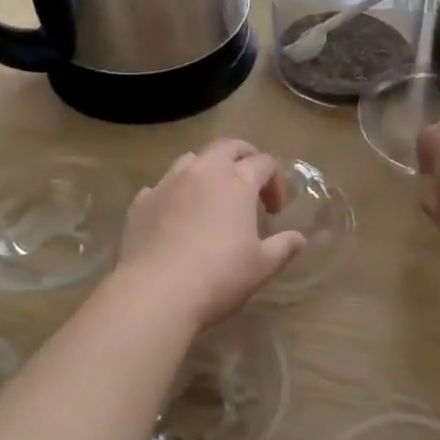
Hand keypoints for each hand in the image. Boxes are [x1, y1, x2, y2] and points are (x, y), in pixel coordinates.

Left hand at [114, 141, 303, 329]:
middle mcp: (202, 172)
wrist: (155, 293)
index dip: (275, 181)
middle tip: (250, 181)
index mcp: (237, 181)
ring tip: (211, 196)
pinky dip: (173, 193)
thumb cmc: (218, 276)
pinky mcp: (141, 202)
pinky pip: (160, 186)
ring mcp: (168, 183)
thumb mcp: (261, 266)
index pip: (264, 162)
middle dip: (244, 156)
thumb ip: (283, 247)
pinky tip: (175, 216)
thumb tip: (299, 238)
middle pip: (227, 146)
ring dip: (207, 169)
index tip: (275, 211)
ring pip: (191, 159)